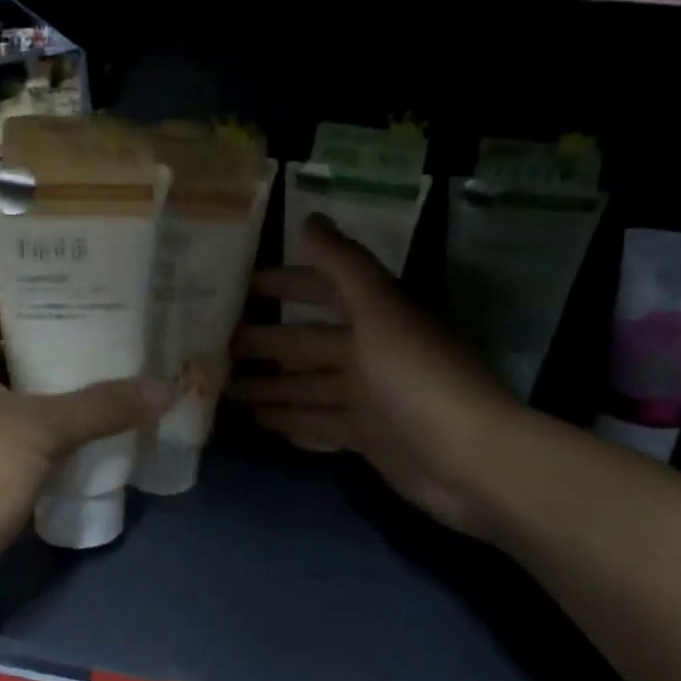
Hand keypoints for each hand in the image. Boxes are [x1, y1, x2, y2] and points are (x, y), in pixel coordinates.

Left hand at [0, 295, 167, 644]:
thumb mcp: (39, 431)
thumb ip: (103, 406)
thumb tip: (167, 390)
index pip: (4, 304)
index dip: (53, 299)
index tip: (105, 299)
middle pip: (10, 350)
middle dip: (64, 350)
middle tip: (122, 343)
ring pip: (12, 395)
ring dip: (57, 395)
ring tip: (118, 382)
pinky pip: (8, 432)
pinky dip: (43, 431)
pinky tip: (91, 433)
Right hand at [228, 217, 524, 540]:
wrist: (468, 461)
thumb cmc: (417, 377)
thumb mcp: (379, 310)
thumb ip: (343, 266)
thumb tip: (309, 219)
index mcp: (376, 316)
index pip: (322, 290)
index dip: (284, 284)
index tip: (239, 286)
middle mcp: (371, 352)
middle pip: (306, 344)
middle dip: (264, 343)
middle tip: (213, 348)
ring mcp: (368, 398)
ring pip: (306, 387)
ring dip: (269, 386)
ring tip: (223, 389)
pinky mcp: (367, 438)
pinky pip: (319, 424)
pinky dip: (292, 422)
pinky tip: (259, 422)